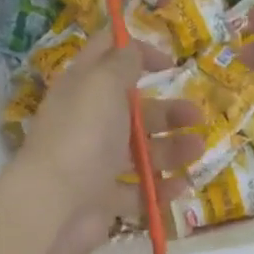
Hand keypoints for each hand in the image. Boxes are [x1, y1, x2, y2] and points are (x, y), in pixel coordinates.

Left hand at [13, 32, 202, 253]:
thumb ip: (122, 62)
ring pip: (140, 152)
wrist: (56, 205)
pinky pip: (139, 192)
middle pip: (133, 111)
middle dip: (167, 111)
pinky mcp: (104, 199)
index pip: (107, 56)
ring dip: (172, 149)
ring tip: (197, 150)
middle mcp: (88, 123)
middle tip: (196, 115)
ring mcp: (96, 164)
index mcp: (82, 89)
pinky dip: (161, 188)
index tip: (170, 62)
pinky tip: (183, 184)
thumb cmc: (83, 135)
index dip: (137, 50)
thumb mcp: (103, 84)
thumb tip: (131, 48)